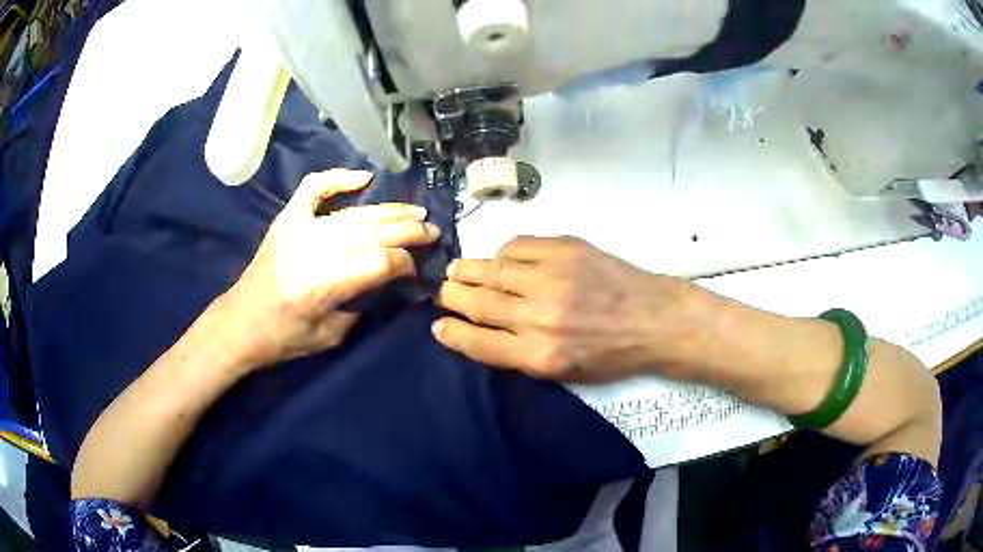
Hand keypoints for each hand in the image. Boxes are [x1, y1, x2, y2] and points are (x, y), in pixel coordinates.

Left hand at [220, 169, 440, 370]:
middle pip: (372, 232)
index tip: (416, 270)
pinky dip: (340, 179)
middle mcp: (312, 250)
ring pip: (354, 213)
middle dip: (408, 231)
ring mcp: (298, 228)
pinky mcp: (287, 219)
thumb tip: (390, 278)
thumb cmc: (285, 338)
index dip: (405, 263)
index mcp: (322, 285)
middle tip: (432, 231)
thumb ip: (363, 302)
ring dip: (389, 210)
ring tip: (416, 211)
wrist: (240, 323)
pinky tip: (364, 179)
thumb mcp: (332, 335)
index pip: (380, 262)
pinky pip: (315, 187)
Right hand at [433, 236, 698, 382]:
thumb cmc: (611, 354)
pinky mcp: (567, 249)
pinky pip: (518, 245)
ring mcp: (552, 277)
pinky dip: (504, 253)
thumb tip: (481, 330)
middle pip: (478, 301)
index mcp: (539, 355)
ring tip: (457, 270)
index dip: (451, 332)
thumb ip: (520, 354)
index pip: (477, 341)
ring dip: (468, 269)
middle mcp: (539, 316)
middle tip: (444, 291)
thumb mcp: (564, 372)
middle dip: (452, 296)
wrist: (655, 320)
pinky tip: (502, 259)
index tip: (437, 325)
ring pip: (492, 269)